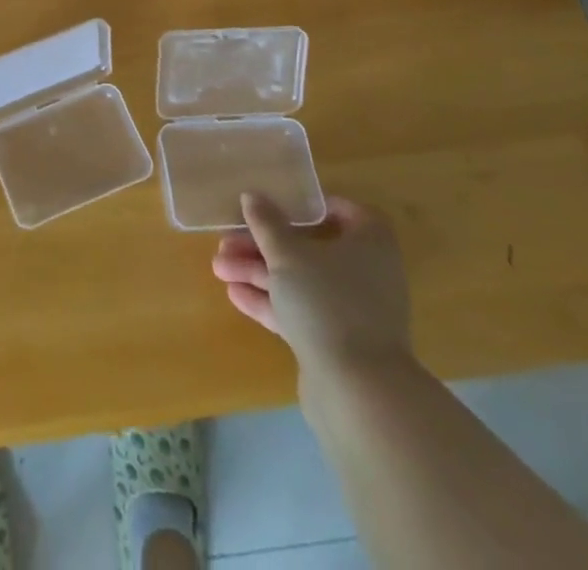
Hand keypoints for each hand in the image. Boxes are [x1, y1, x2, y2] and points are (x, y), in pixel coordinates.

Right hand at [213, 193, 411, 379]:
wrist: (358, 393)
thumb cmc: (327, 302)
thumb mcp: (287, 254)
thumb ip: (267, 224)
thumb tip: (253, 196)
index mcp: (368, 244)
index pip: (345, 212)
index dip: (310, 206)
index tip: (276, 204)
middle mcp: (366, 275)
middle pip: (310, 249)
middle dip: (264, 245)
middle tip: (227, 241)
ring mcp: (352, 312)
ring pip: (301, 281)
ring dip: (259, 272)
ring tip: (219, 268)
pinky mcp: (337, 343)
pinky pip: (300, 312)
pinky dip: (270, 302)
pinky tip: (234, 295)